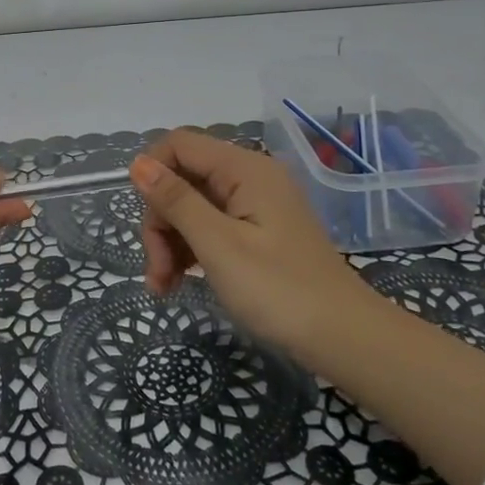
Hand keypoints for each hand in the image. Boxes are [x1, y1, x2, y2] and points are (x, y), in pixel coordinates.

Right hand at [131, 129, 484, 484]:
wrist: (345, 339)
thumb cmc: (279, 291)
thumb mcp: (218, 246)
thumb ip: (177, 201)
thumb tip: (138, 163)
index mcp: (244, 168)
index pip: (179, 144)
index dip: (152, 175)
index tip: (145, 222)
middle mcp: (250, 176)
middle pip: (184, 178)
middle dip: (161, 220)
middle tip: (157, 271)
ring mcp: (256, 205)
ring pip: (193, 205)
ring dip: (171, 241)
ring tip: (163, 287)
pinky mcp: (258, 232)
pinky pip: (212, 226)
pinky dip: (191, 250)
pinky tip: (178, 283)